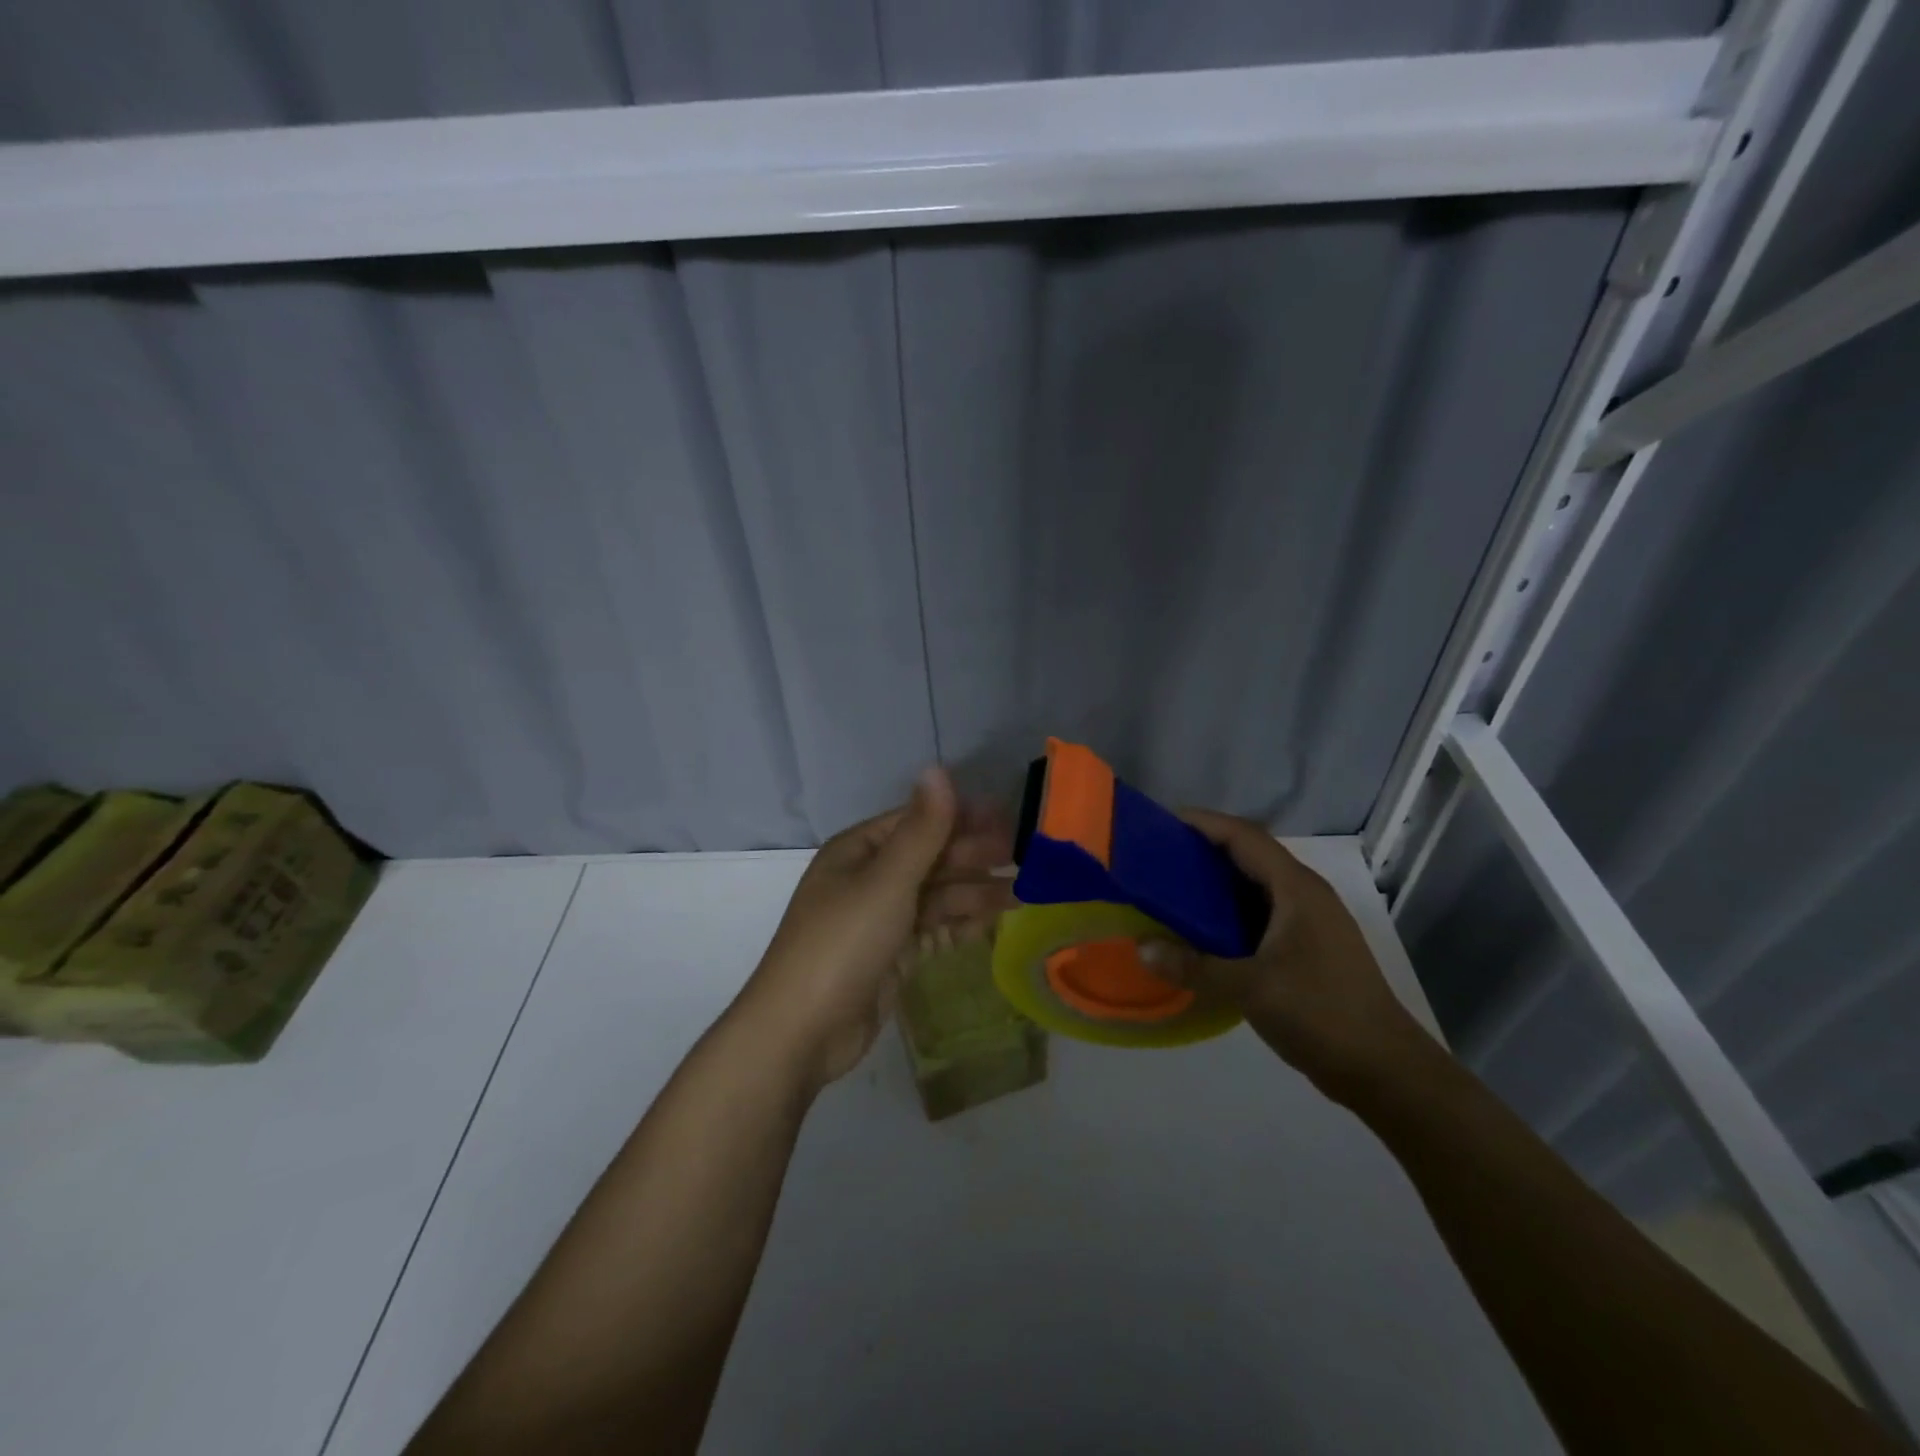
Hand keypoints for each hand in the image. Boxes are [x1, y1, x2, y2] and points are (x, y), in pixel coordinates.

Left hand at [737, 768, 1015, 1092]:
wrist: (803, 1031)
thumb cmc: (844, 943)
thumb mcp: (887, 880)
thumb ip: (922, 829)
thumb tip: (938, 767)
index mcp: (858, 850)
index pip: (918, 821)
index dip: (962, 817)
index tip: (1008, 819)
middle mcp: (868, 877)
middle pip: (930, 858)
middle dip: (974, 856)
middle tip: (1025, 857)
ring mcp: (879, 918)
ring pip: (935, 895)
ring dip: (975, 892)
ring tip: (1023, 893)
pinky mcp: (890, 954)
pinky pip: (932, 928)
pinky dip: (960, 923)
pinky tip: (993, 921)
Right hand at [1144, 810, 1435, 1104]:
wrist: (1385, 1071)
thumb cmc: (1322, 1014)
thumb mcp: (1252, 988)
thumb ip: (1194, 966)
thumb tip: (1142, 948)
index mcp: (1297, 889)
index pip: (1245, 836)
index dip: (1204, 823)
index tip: (1161, 822)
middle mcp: (1305, 895)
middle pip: (1249, 855)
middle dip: (1204, 850)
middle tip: (1157, 856)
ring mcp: (1310, 923)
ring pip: (1255, 887)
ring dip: (1216, 883)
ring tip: (1170, 888)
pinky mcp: (1307, 949)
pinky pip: (1260, 914)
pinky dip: (1228, 913)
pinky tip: (1202, 931)